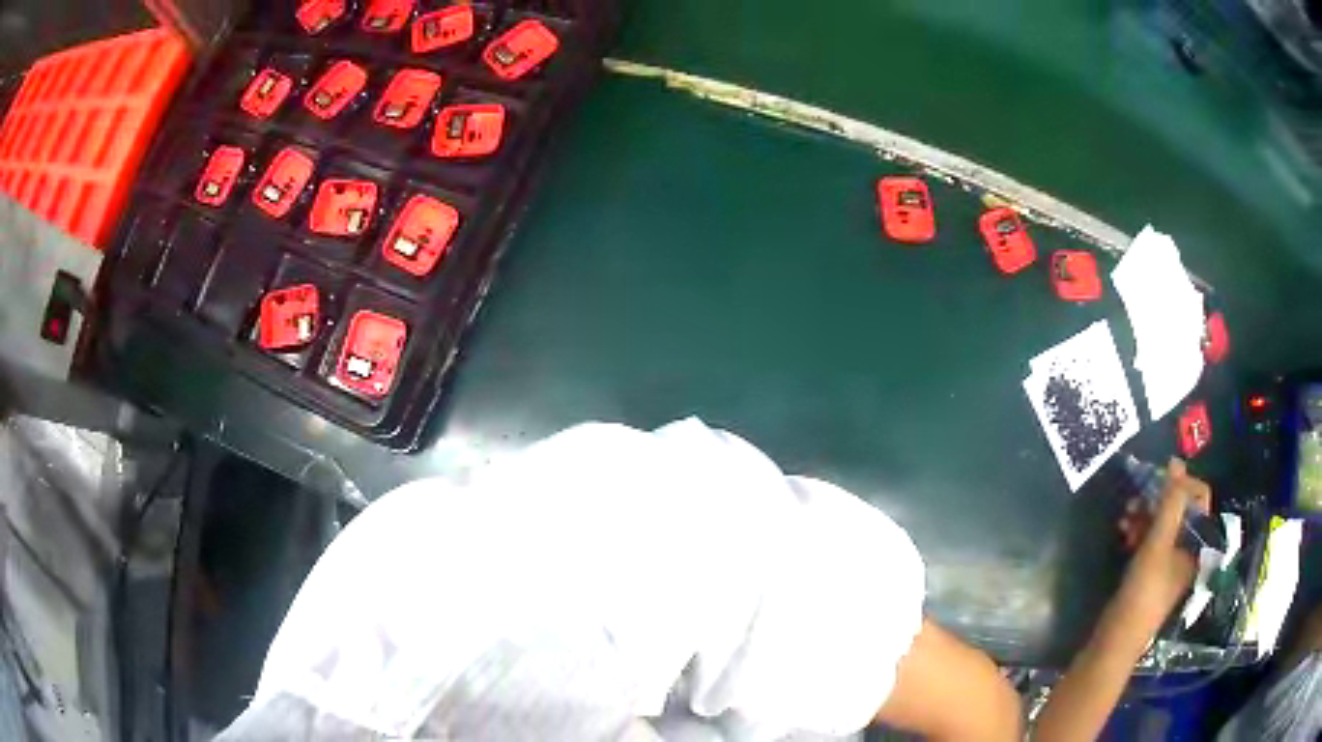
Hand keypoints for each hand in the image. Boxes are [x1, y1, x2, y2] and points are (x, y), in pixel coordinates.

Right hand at [1114, 458, 1211, 632]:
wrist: (1117, 640)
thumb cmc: (1144, 591)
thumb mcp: (1158, 543)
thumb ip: (1170, 502)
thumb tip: (1176, 462)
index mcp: (1198, 543)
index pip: (1200, 497)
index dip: (1181, 484)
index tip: (1157, 481)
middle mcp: (1189, 549)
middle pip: (1180, 510)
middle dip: (1158, 500)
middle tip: (1136, 497)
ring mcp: (1170, 562)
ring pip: (1163, 524)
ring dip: (1145, 515)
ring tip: (1125, 517)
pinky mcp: (1152, 573)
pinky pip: (1151, 541)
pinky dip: (1140, 532)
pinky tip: (1124, 533)